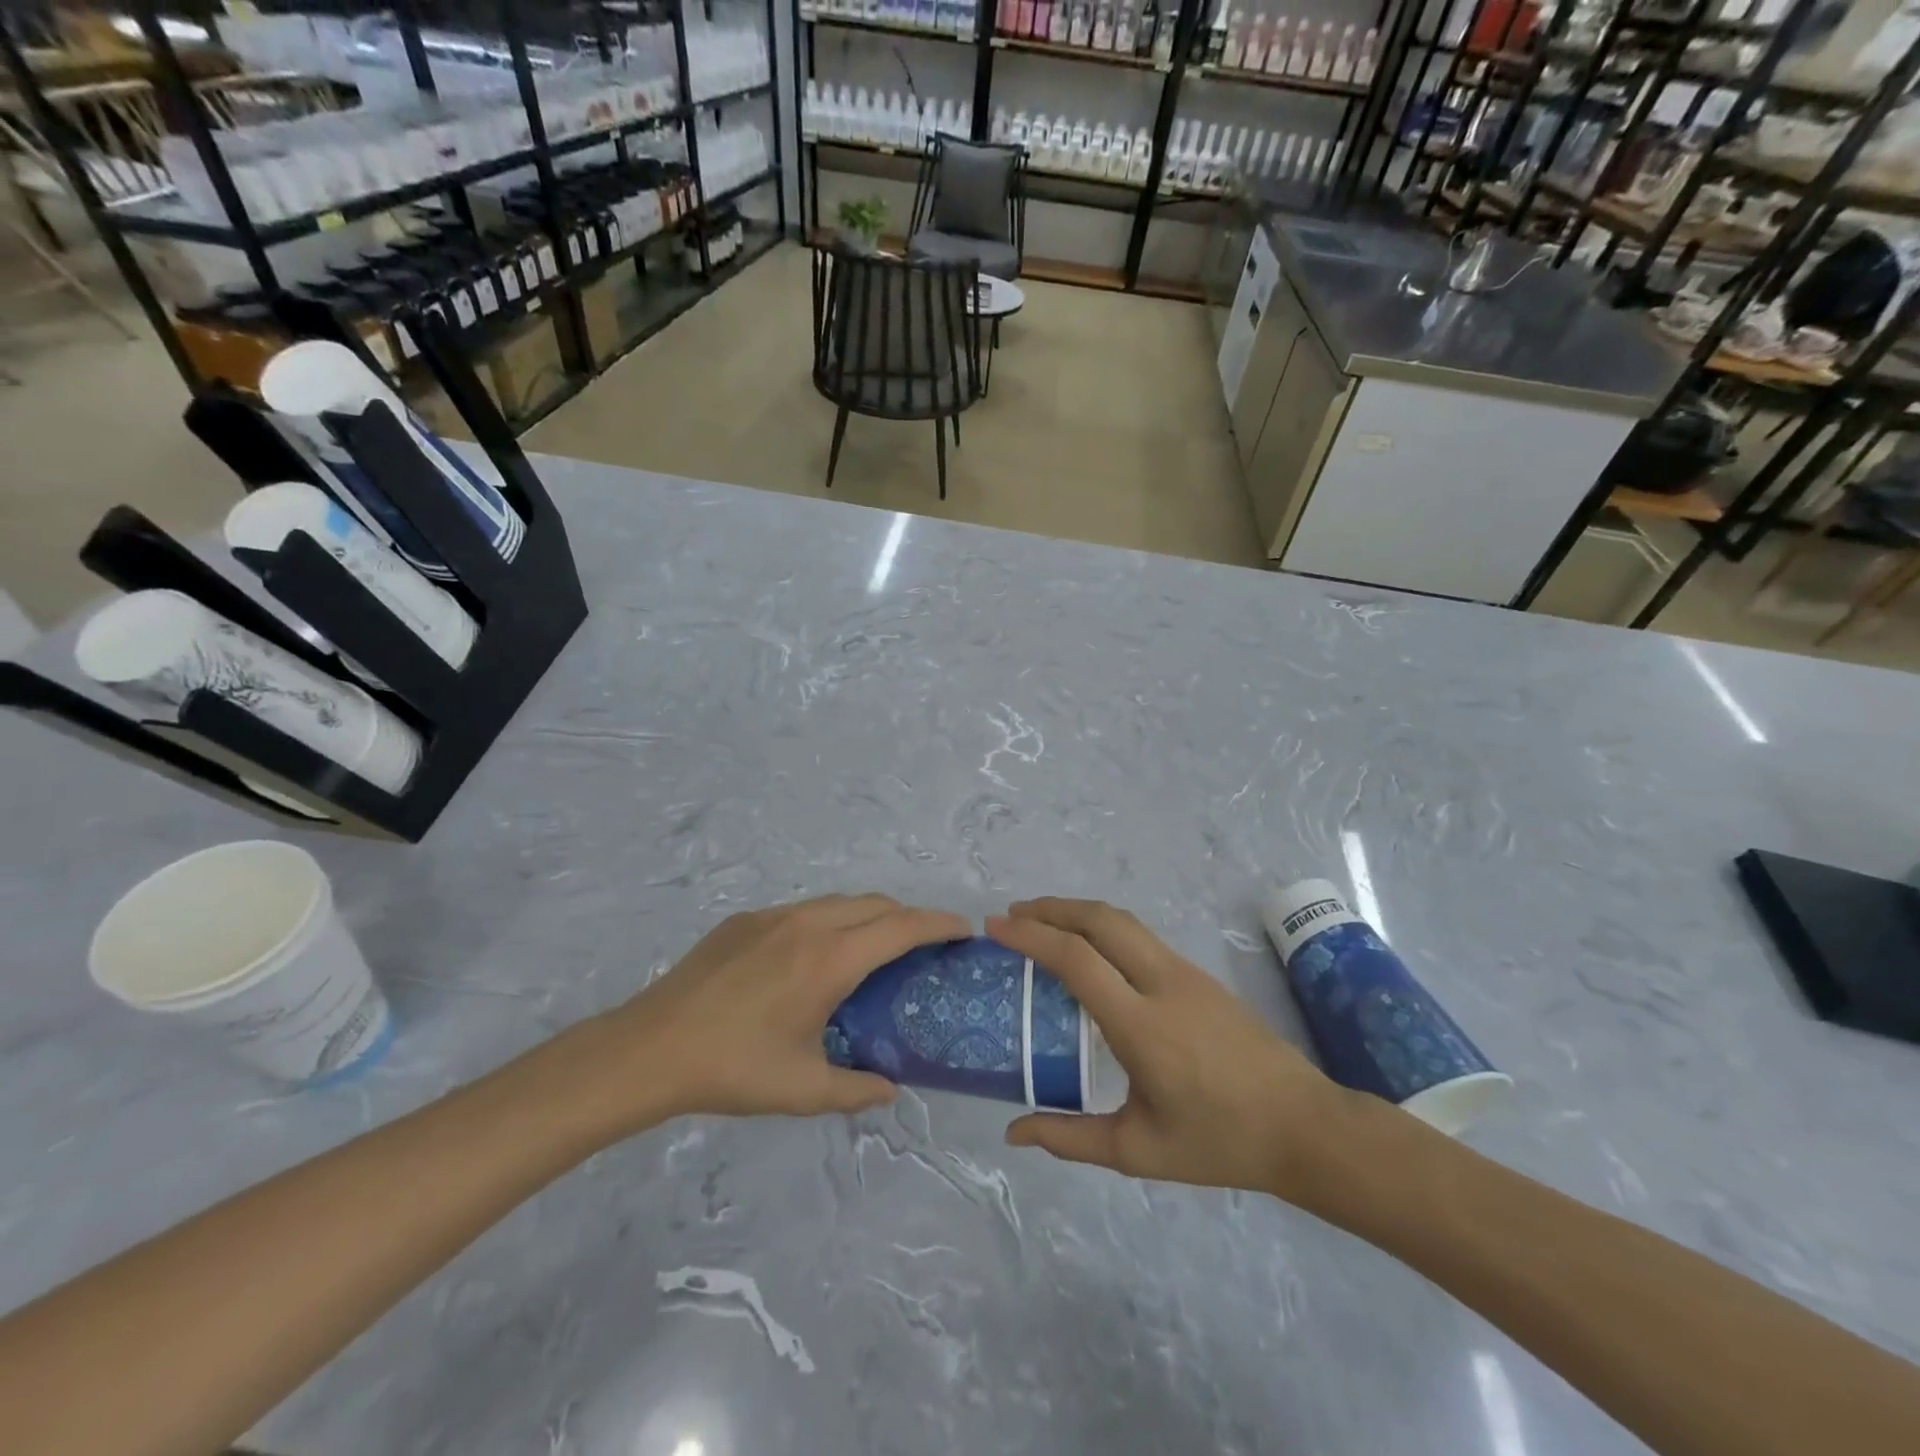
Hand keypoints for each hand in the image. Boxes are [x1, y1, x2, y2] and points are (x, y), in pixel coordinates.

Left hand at [584, 895, 969, 1129]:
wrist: (650, 1047)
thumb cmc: (734, 1068)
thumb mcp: (803, 1089)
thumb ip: (857, 1088)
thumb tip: (890, 1090)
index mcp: (830, 959)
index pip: (902, 927)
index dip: (939, 923)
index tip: (964, 930)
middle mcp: (808, 923)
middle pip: (876, 904)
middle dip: (908, 917)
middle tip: (923, 947)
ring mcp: (773, 916)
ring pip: (839, 902)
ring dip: (868, 916)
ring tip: (874, 950)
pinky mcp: (745, 919)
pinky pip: (804, 910)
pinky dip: (830, 921)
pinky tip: (815, 957)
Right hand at [988, 899, 1365, 1206]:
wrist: (1304, 1125)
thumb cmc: (1219, 1141)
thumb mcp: (1138, 1150)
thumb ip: (1070, 1138)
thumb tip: (1012, 1131)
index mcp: (1142, 1025)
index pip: (1077, 959)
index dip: (1031, 936)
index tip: (996, 926)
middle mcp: (1162, 983)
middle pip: (1100, 920)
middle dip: (1052, 908)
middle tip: (1014, 914)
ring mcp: (1185, 972)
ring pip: (1123, 920)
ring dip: (1077, 911)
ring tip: (1043, 921)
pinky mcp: (1198, 974)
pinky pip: (1140, 936)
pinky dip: (1102, 926)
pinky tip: (1090, 949)